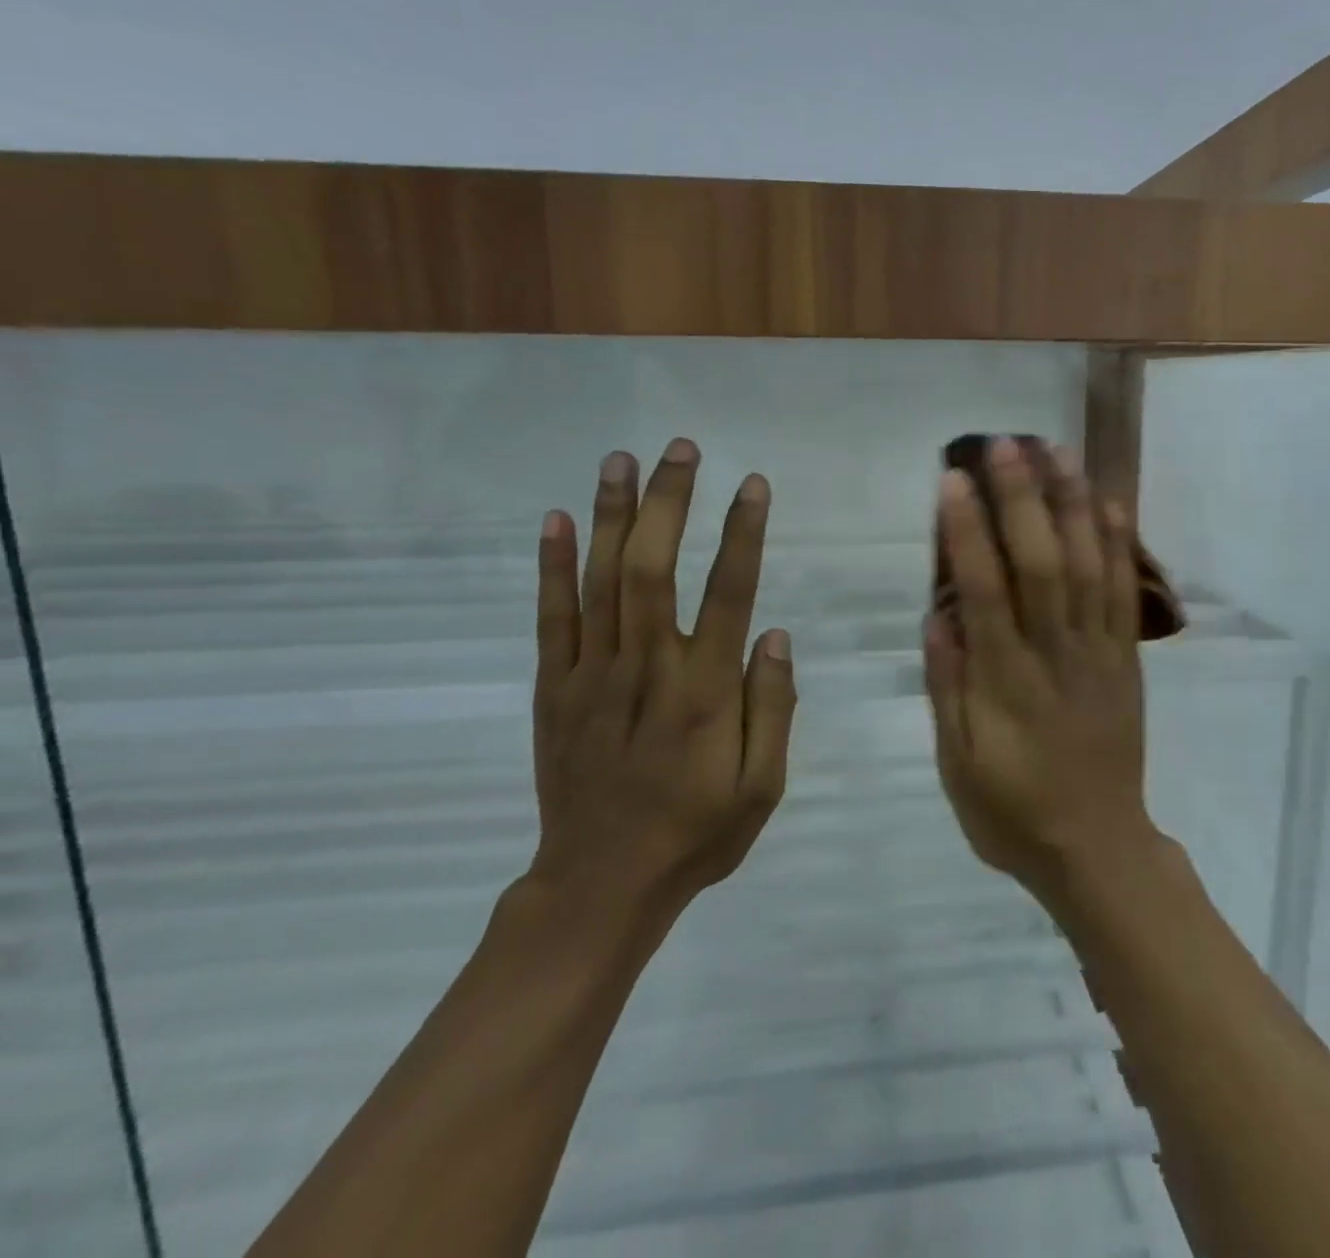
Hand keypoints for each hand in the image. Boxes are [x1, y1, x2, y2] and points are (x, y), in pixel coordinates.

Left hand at [527, 441, 795, 923]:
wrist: (602, 884)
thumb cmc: (696, 833)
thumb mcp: (762, 786)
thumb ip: (773, 707)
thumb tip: (773, 634)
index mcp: (704, 693)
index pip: (728, 594)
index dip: (740, 534)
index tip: (751, 485)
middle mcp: (646, 670)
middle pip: (652, 569)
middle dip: (668, 502)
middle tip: (680, 450)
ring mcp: (591, 676)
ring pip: (599, 581)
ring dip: (611, 515)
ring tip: (621, 459)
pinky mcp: (553, 690)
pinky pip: (550, 618)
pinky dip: (552, 567)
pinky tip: (558, 520)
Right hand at [923, 437, 1159, 902]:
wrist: (1097, 848)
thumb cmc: (1012, 810)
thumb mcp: (958, 764)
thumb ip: (947, 688)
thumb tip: (937, 615)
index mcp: (1005, 682)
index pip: (984, 591)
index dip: (968, 533)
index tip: (953, 481)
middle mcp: (1055, 655)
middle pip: (1042, 564)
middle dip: (1022, 499)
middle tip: (1005, 444)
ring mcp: (1099, 654)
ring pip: (1089, 568)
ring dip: (1073, 505)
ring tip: (1057, 451)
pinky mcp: (1127, 661)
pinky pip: (1126, 596)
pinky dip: (1119, 546)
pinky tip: (1109, 502)